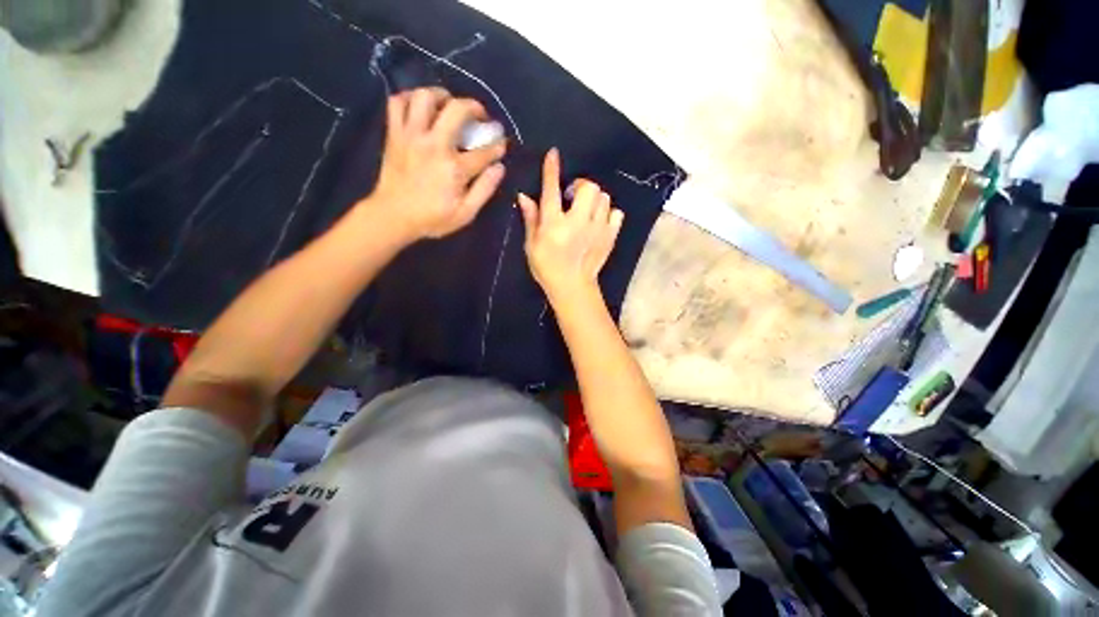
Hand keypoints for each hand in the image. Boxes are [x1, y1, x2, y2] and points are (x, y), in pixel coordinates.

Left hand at [365, 87, 506, 240]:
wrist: (392, 216)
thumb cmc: (432, 218)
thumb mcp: (465, 213)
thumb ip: (484, 190)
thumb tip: (500, 168)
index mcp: (455, 168)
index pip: (484, 151)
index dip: (497, 146)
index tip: (502, 144)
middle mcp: (434, 145)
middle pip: (457, 110)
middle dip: (475, 107)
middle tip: (480, 115)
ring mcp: (411, 136)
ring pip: (425, 97)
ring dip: (442, 95)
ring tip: (450, 105)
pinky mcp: (394, 134)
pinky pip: (397, 102)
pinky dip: (409, 98)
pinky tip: (420, 107)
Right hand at [517, 148, 622, 302]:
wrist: (572, 288)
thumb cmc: (547, 267)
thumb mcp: (532, 245)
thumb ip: (531, 219)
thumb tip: (524, 196)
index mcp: (554, 225)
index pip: (552, 190)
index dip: (552, 169)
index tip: (554, 154)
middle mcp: (577, 223)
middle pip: (588, 187)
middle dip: (580, 186)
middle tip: (572, 197)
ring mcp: (597, 229)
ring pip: (604, 197)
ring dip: (593, 199)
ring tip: (585, 210)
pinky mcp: (610, 237)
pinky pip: (616, 213)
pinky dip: (609, 213)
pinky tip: (599, 221)